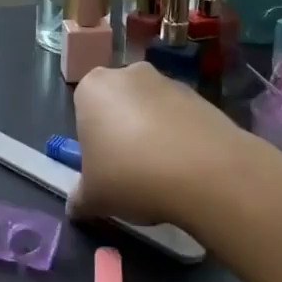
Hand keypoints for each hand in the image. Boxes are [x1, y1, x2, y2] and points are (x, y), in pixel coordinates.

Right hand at [69, 64, 250, 231]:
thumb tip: (76, 206)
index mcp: (92, 88)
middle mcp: (127, 75)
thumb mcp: (93, 198)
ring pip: (151, 109)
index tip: (103, 168)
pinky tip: (187, 169)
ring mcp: (167, 81)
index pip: (83, 110)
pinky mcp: (201, 96)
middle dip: (122, 131)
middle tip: (130, 171)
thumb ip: (79, 199)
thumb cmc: (130, 175)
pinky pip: (180, 117)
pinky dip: (181, 137)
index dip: (92, 142)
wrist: (205, 172)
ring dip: (153, 133)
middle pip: (118, 104)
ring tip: (164, 174)